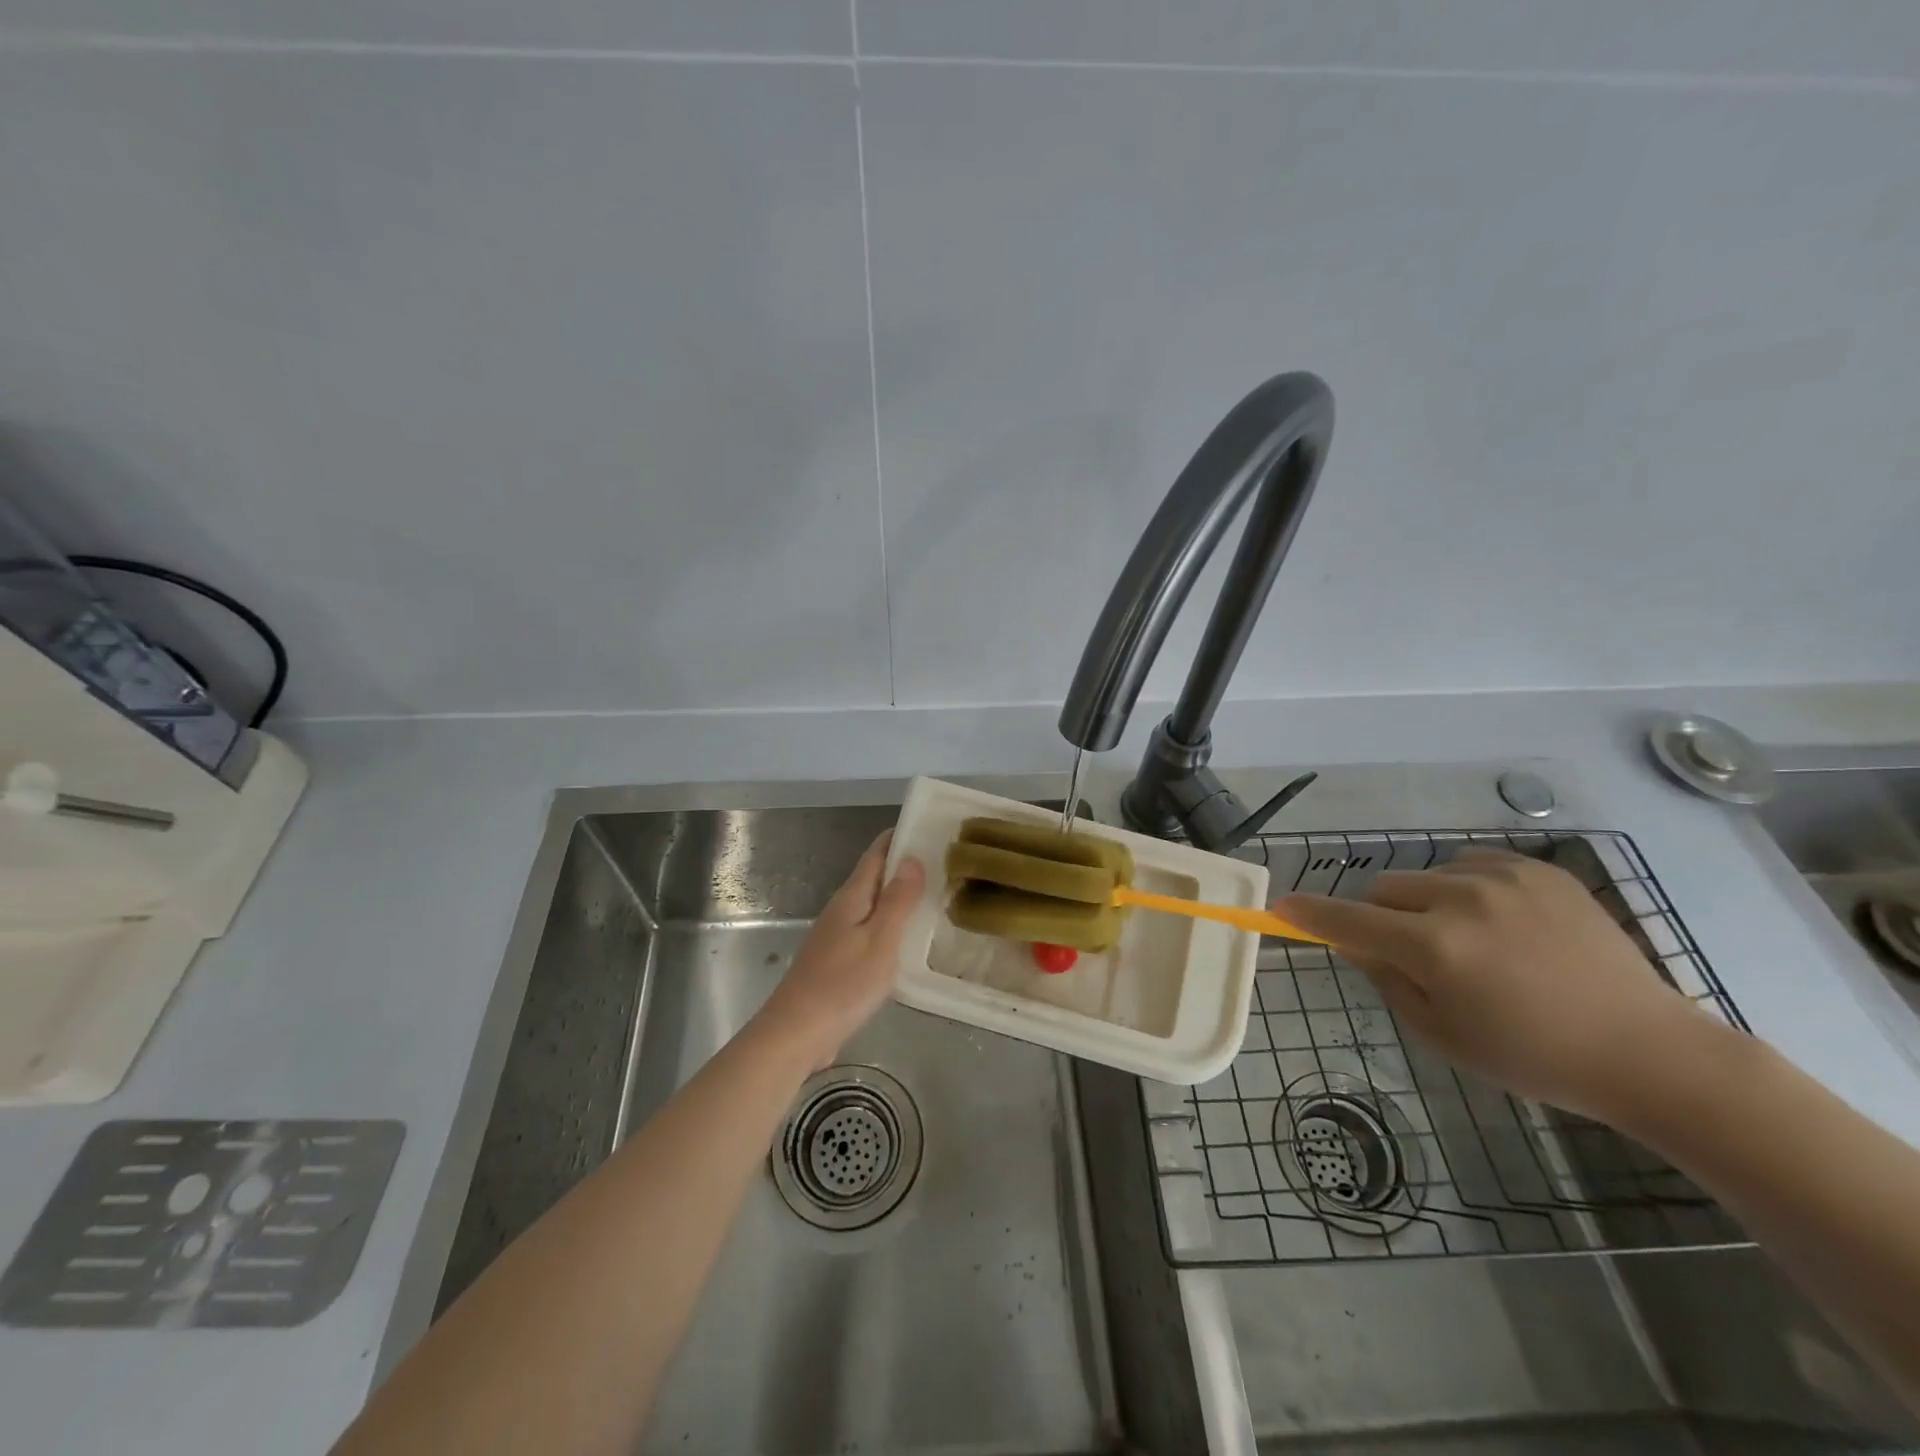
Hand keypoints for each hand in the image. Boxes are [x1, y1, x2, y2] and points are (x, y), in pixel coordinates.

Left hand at [758, 831, 924, 1068]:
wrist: (796, 1033)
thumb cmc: (842, 984)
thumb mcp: (880, 940)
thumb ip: (897, 900)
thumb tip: (911, 858)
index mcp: (852, 897)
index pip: (877, 854)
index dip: (899, 837)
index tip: (930, 828)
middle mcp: (842, 910)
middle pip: (875, 878)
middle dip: (906, 867)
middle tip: (946, 865)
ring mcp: (837, 936)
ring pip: (873, 906)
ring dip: (900, 898)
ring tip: (936, 898)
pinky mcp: (838, 961)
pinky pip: (870, 931)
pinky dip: (891, 926)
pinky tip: (909, 941)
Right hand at [1275, 847, 1716, 1122]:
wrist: (1648, 1051)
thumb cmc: (1534, 1057)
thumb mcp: (1443, 1036)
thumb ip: (1387, 980)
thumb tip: (1356, 942)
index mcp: (1435, 948)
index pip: (1348, 920)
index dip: (1309, 914)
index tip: (1282, 907)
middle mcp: (1461, 900)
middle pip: (1384, 890)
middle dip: (1383, 917)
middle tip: (1415, 953)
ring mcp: (1504, 878)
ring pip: (1427, 876)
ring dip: (1427, 903)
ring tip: (1471, 940)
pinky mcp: (1539, 869)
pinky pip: (1472, 864)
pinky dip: (1468, 888)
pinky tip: (1502, 922)